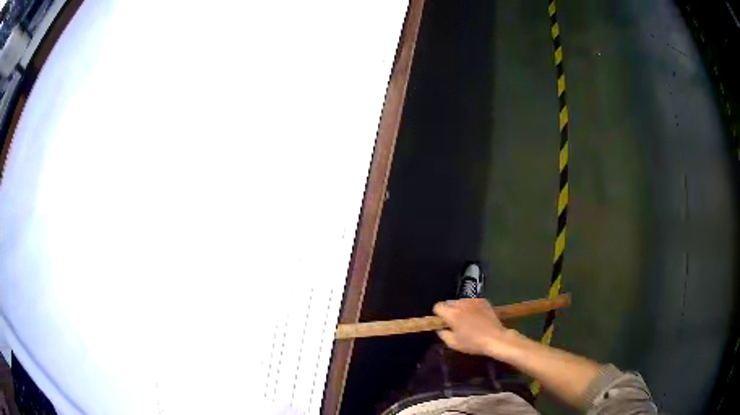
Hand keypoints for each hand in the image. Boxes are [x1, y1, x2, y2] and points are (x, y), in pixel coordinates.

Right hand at [433, 298, 516, 358]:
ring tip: (466, 319)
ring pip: (460, 301)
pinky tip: (476, 316)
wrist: (496, 338)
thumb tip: (440, 329)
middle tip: (454, 322)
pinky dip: (470, 307)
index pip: (438, 306)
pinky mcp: (483, 300)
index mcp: (452, 314)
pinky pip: (471, 301)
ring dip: (460, 308)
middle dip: (449, 311)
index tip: (443, 322)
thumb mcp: (453, 343)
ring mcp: (473, 301)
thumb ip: (443, 334)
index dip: (438, 314)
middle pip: (448, 302)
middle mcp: (461, 304)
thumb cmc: (473, 343)